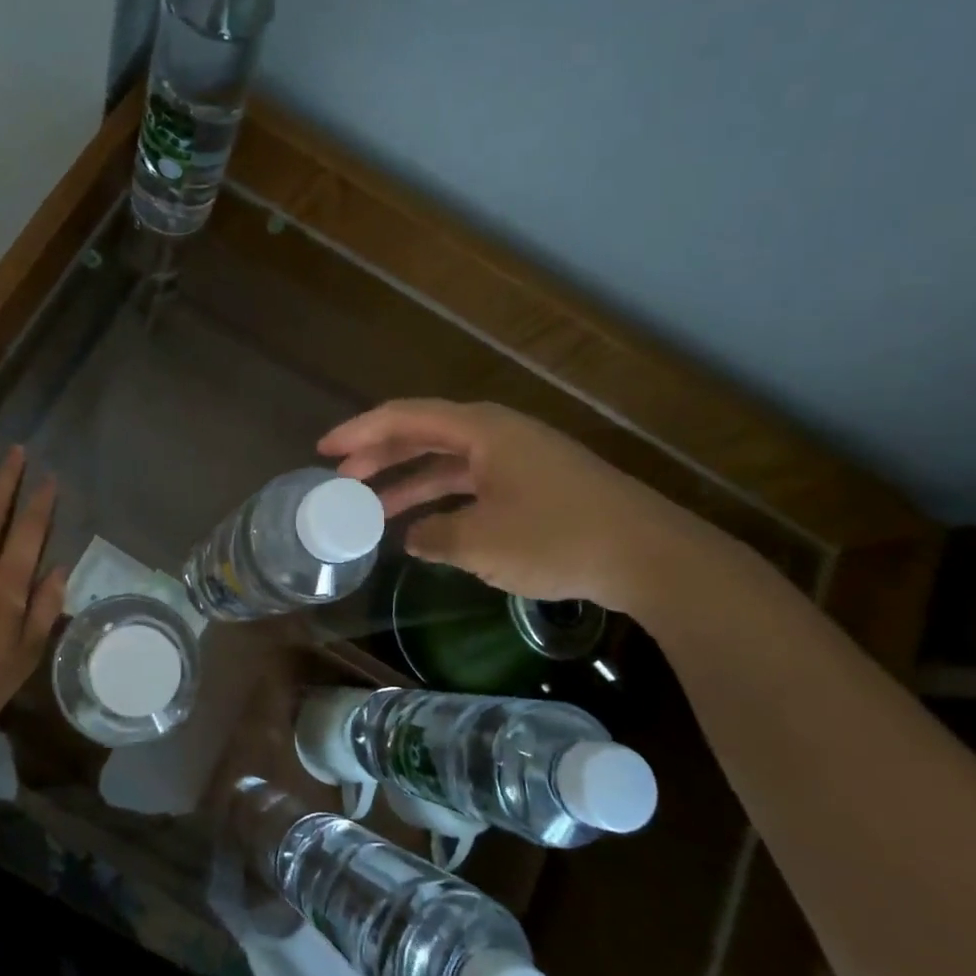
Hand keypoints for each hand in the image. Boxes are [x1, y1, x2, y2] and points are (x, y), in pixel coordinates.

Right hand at [318, 399, 717, 613]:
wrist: (650, 556)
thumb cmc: (558, 538)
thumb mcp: (480, 543)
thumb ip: (434, 536)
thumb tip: (413, 536)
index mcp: (482, 431)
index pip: (406, 418)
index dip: (360, 432)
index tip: (324, 450)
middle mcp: (498, 435)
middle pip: (424, 436)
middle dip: (380, 457)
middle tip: (341, 480)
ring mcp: (519, 460)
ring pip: (448, 464)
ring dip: (410, 484)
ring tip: (372, 511)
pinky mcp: (535, 486)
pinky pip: (472, 484)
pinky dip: (443, 501)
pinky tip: (425, 528)